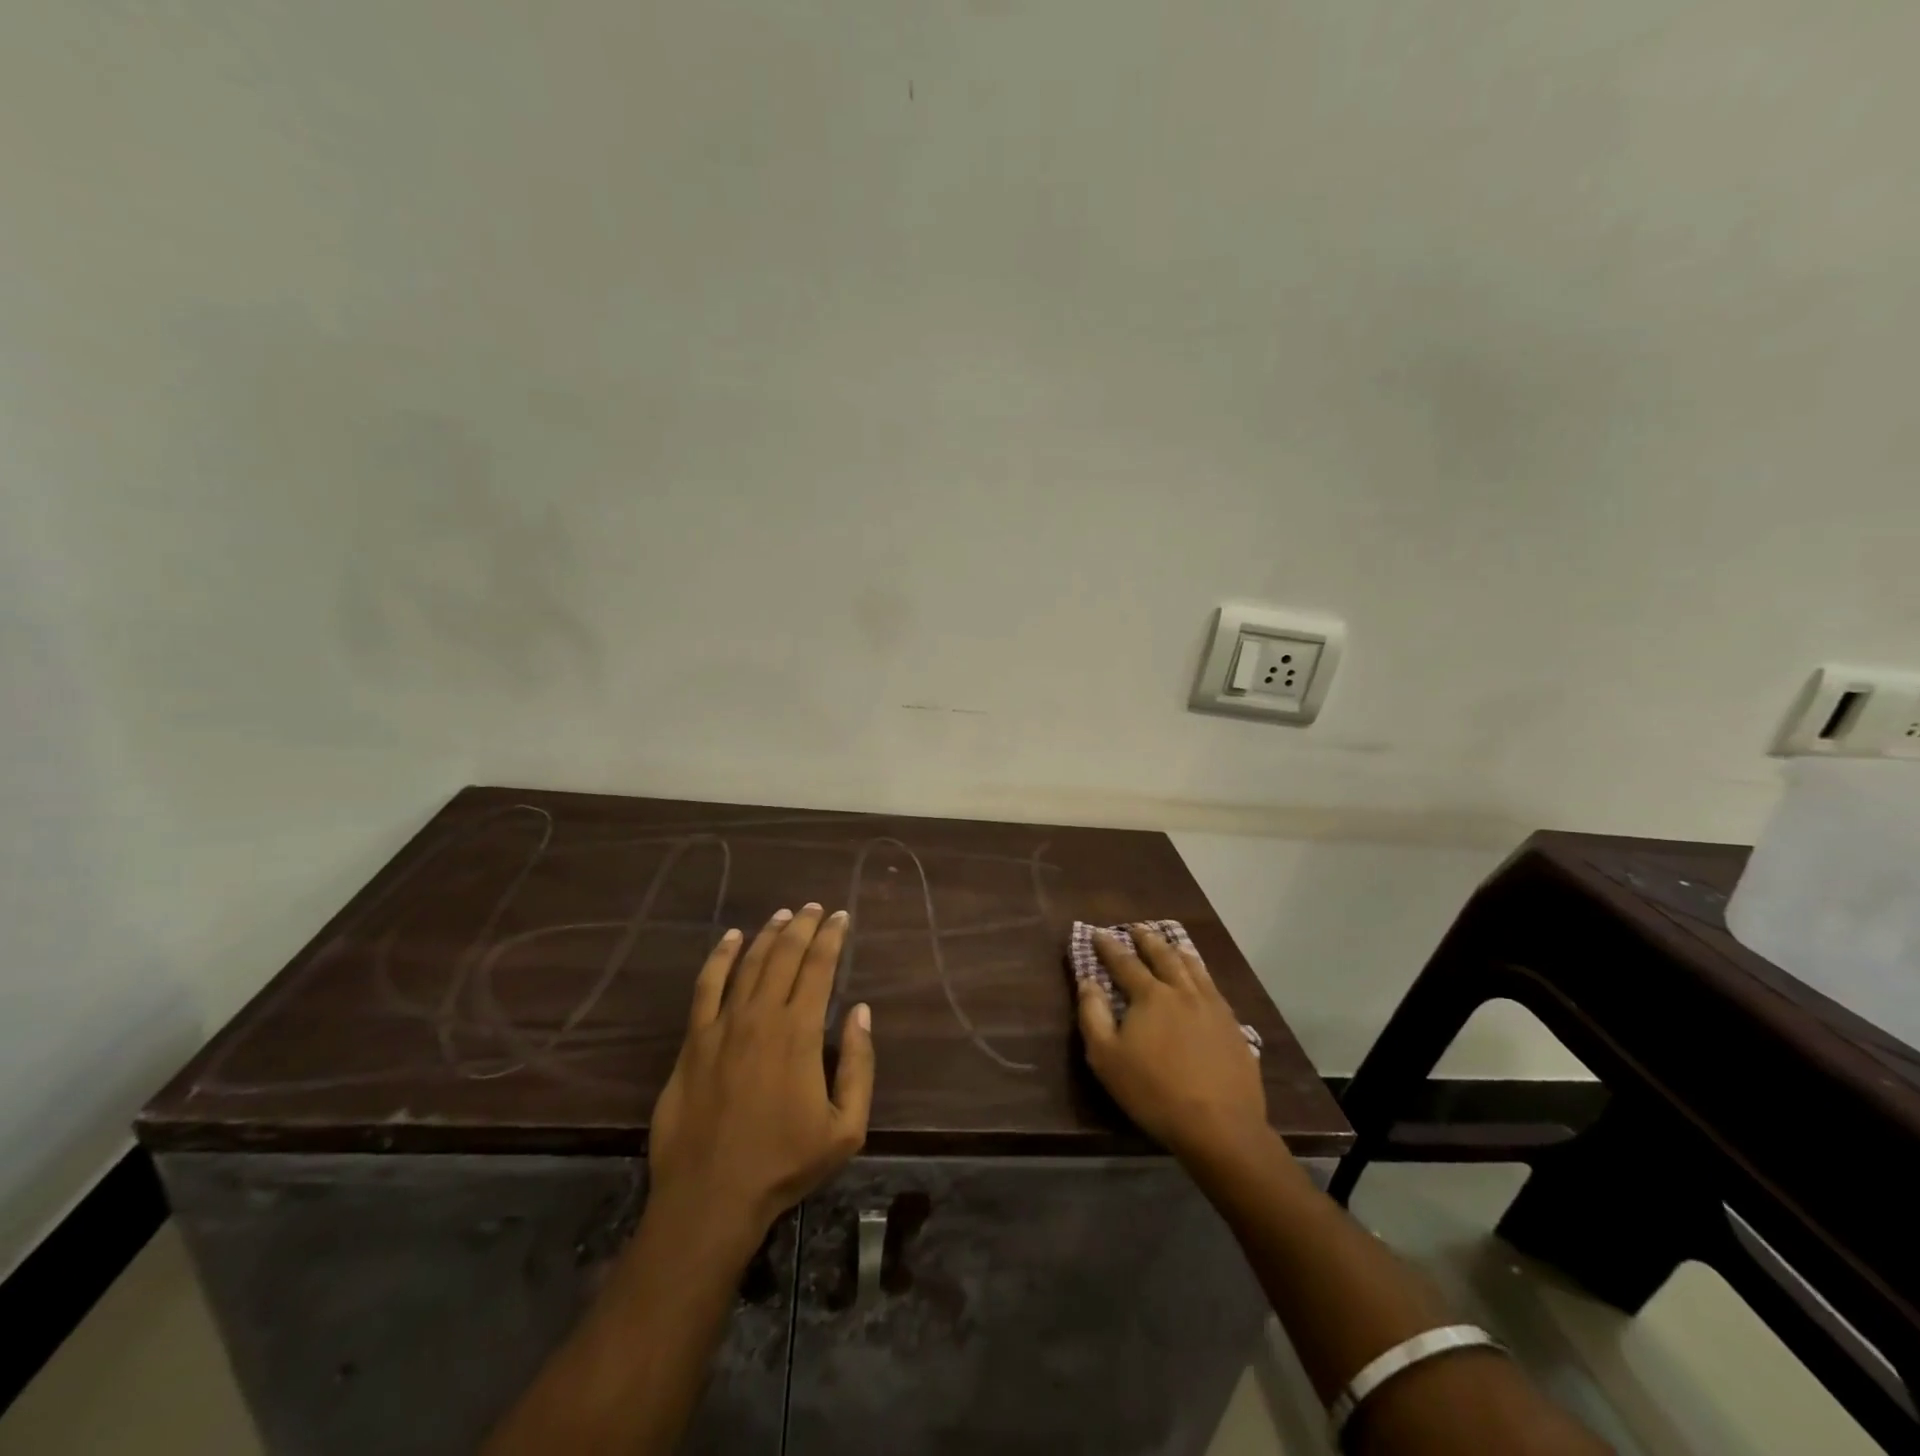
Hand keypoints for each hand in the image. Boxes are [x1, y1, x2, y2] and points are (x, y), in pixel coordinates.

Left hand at [648, 905, 873, 1241]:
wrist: (710, 1197)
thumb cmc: (784, 1164)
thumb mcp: (845, 1128)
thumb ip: (859, 1066)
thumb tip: (861, 1012)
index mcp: (799, 1033)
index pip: (819, 968)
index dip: (832, 937)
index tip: (842, 917)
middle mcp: (761, 1016)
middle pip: (785, 956)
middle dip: (804, 926)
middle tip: (816, 907)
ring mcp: (723, 1026)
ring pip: (749, 963)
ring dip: (769, 934)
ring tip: (784, 914)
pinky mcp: (694, 1040)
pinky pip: (707, 986)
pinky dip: (719, 957)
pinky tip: (730, 938)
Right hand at [1076, 925, 1266, 1162]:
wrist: (1220, 1126)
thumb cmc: (1154, 1092)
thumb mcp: (1106, 1058)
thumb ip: (1093, 1015)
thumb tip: (1087, 982)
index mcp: (1150, 995)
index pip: (1124, 962)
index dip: (1109, 946)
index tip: (1098, 933)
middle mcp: (1183, 991)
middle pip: (1163, 956)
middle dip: (1146, 940)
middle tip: (1136, 928)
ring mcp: (1213, 1007)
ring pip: (1193, 968)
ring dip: (1177, 952)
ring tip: (1171, 944)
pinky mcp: (1233, 1027)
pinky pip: (1214, 988)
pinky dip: (1202, 974)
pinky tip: (1202, 980)